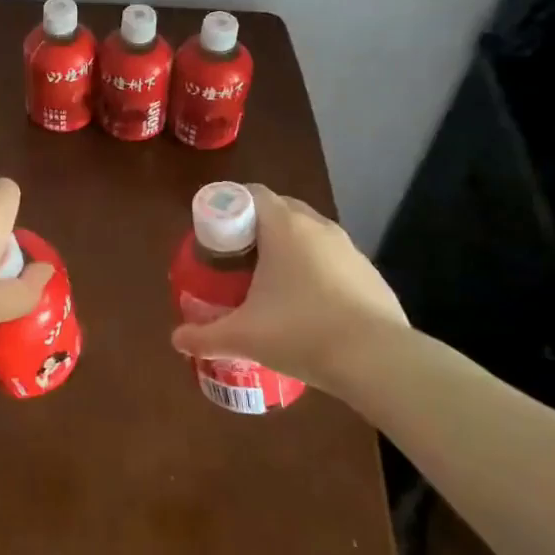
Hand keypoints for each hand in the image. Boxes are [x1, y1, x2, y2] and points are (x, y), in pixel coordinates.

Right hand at [169, 185, 408, 388]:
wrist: (378, 361)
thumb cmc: (302, 332)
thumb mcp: (245, 336)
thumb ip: (205, 335)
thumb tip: (176, 340)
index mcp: (284, 226)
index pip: (252, 193)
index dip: (231, 205)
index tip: (216, 232)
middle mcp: (318, 227)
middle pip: (282, 208)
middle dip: (258, 225)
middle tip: (238, 255)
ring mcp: (349, 249)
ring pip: (311, 233)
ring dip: (290, 246)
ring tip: (272, 280)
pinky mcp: (370, 274)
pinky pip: (334, 258)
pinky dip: (317, 269)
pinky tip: (310, 303)